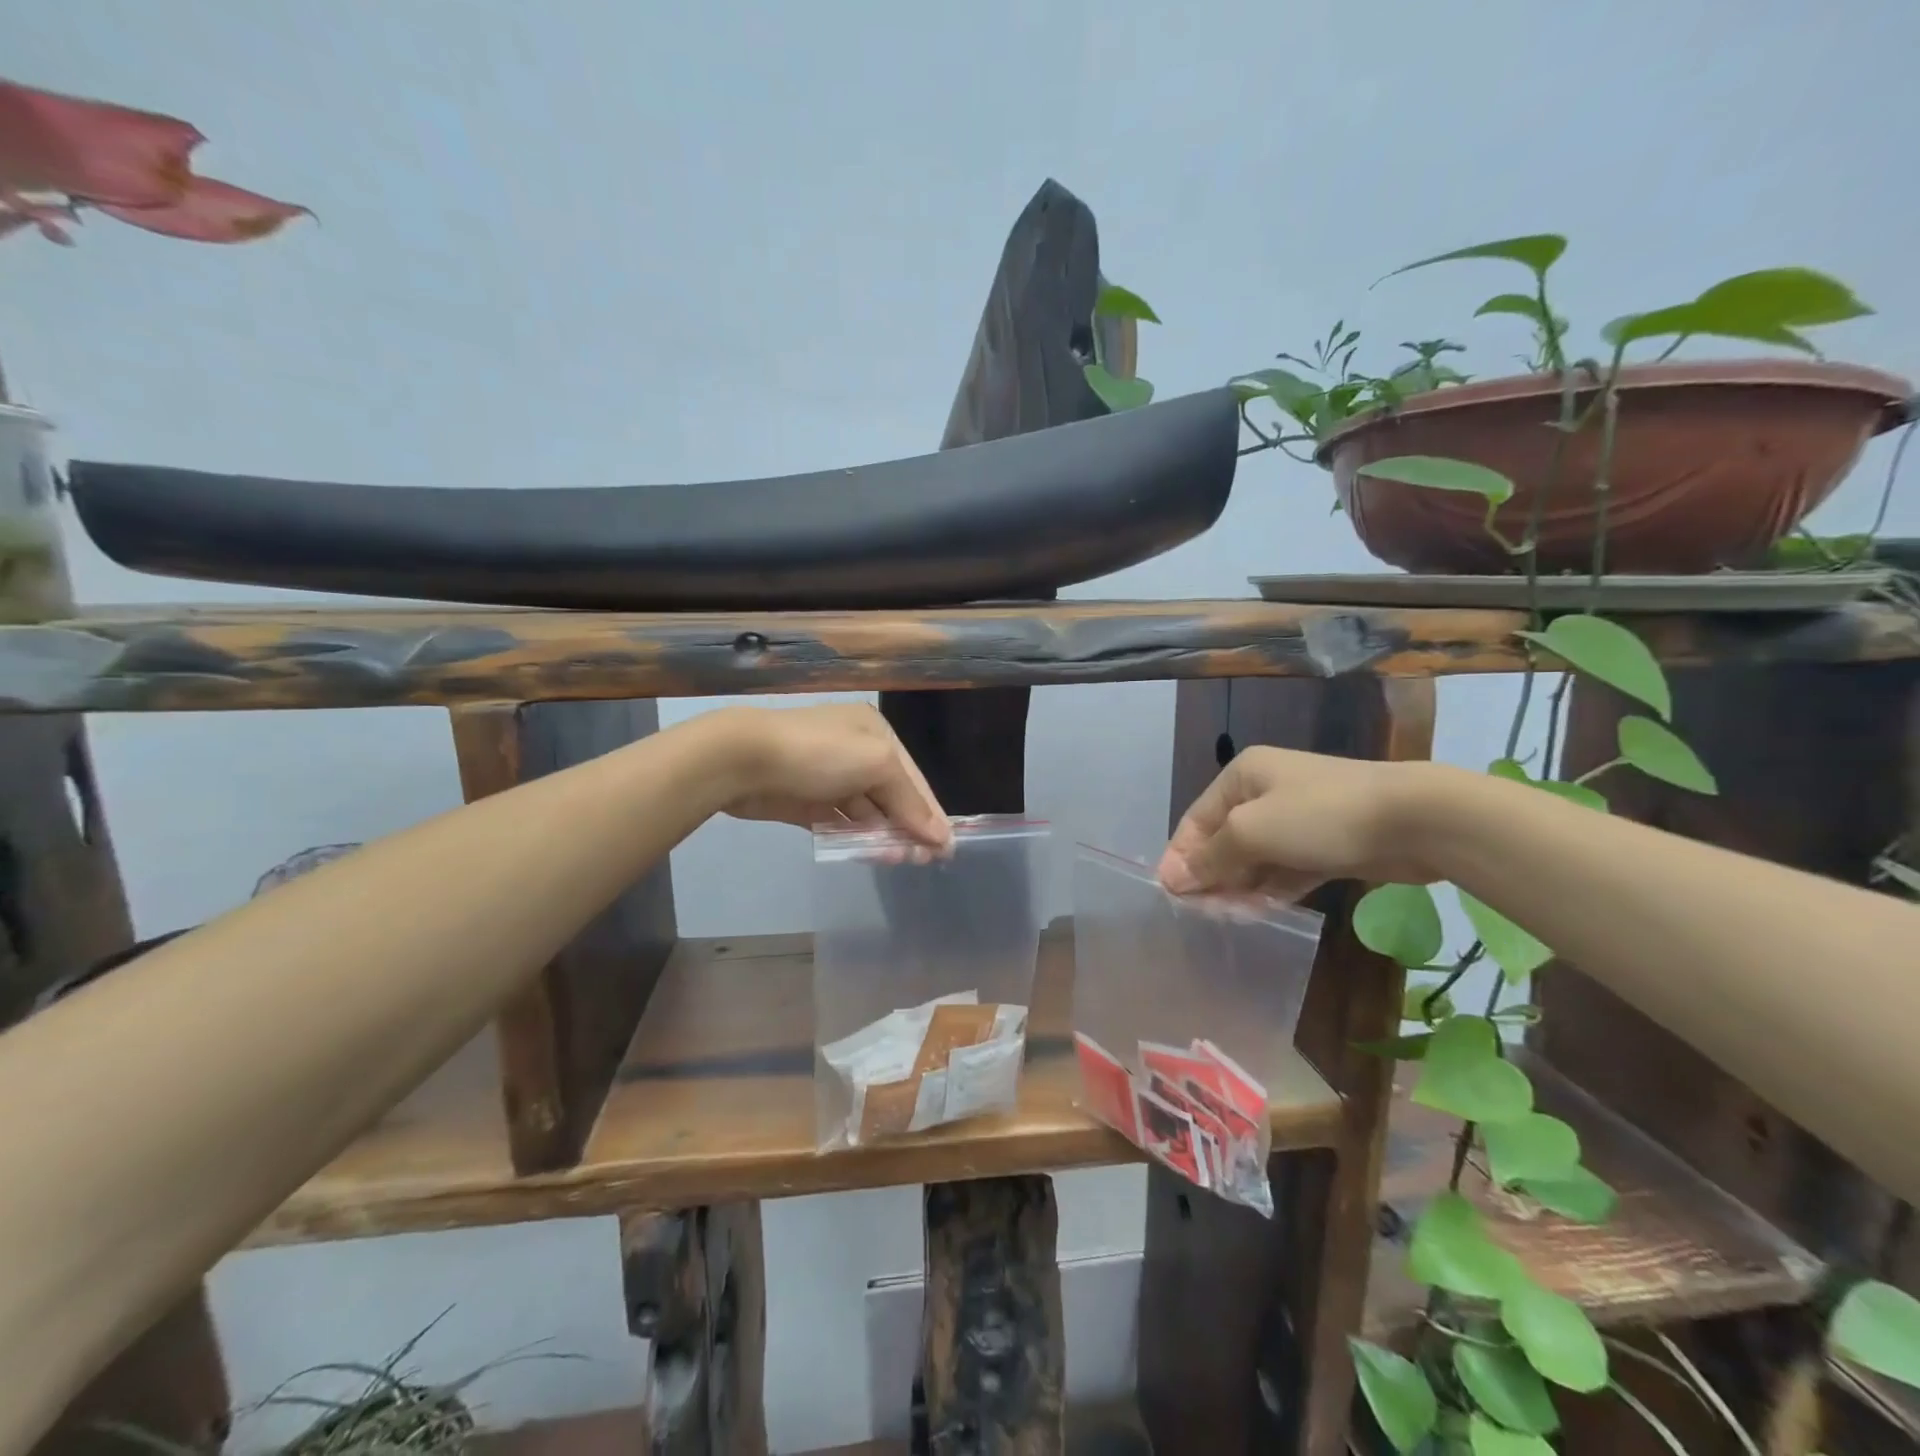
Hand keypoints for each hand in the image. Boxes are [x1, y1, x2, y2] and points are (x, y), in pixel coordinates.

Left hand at [710, 704, 951, 849]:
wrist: (743, 760)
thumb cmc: (819, 753)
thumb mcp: (876, 764)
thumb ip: (909, 800)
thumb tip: (940, 836)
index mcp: (875, 733)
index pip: (914, 776)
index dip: (930, 811)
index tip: (946, 847)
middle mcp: (855, 752)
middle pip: (892, 795)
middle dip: (908, 826)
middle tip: (922, 861)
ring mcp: (828, 778)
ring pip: (866, 812)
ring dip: (883, 836)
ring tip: (898, 861)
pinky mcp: (805, 802)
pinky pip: (839, 823)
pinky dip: (854, 838)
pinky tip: (868, 855)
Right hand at [1158, 746, 1442, 900]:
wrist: (1415, 820)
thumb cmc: (1320, 816)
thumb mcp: (1252, 832)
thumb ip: (1210, 857)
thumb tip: (1171, 878)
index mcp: (1242, 776)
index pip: (1196, 820)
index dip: (1181, 856)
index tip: (1171, 896)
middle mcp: (1265, 792)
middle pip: (1224, 839)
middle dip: (1212, 875)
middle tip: (1202, 915)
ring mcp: (1297, 819)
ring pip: (1255, 858)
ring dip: (1240, 887)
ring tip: (1228, 919)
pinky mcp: (1324, 845)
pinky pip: (1285, 869)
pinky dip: (1270, 889)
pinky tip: (1259, 913)